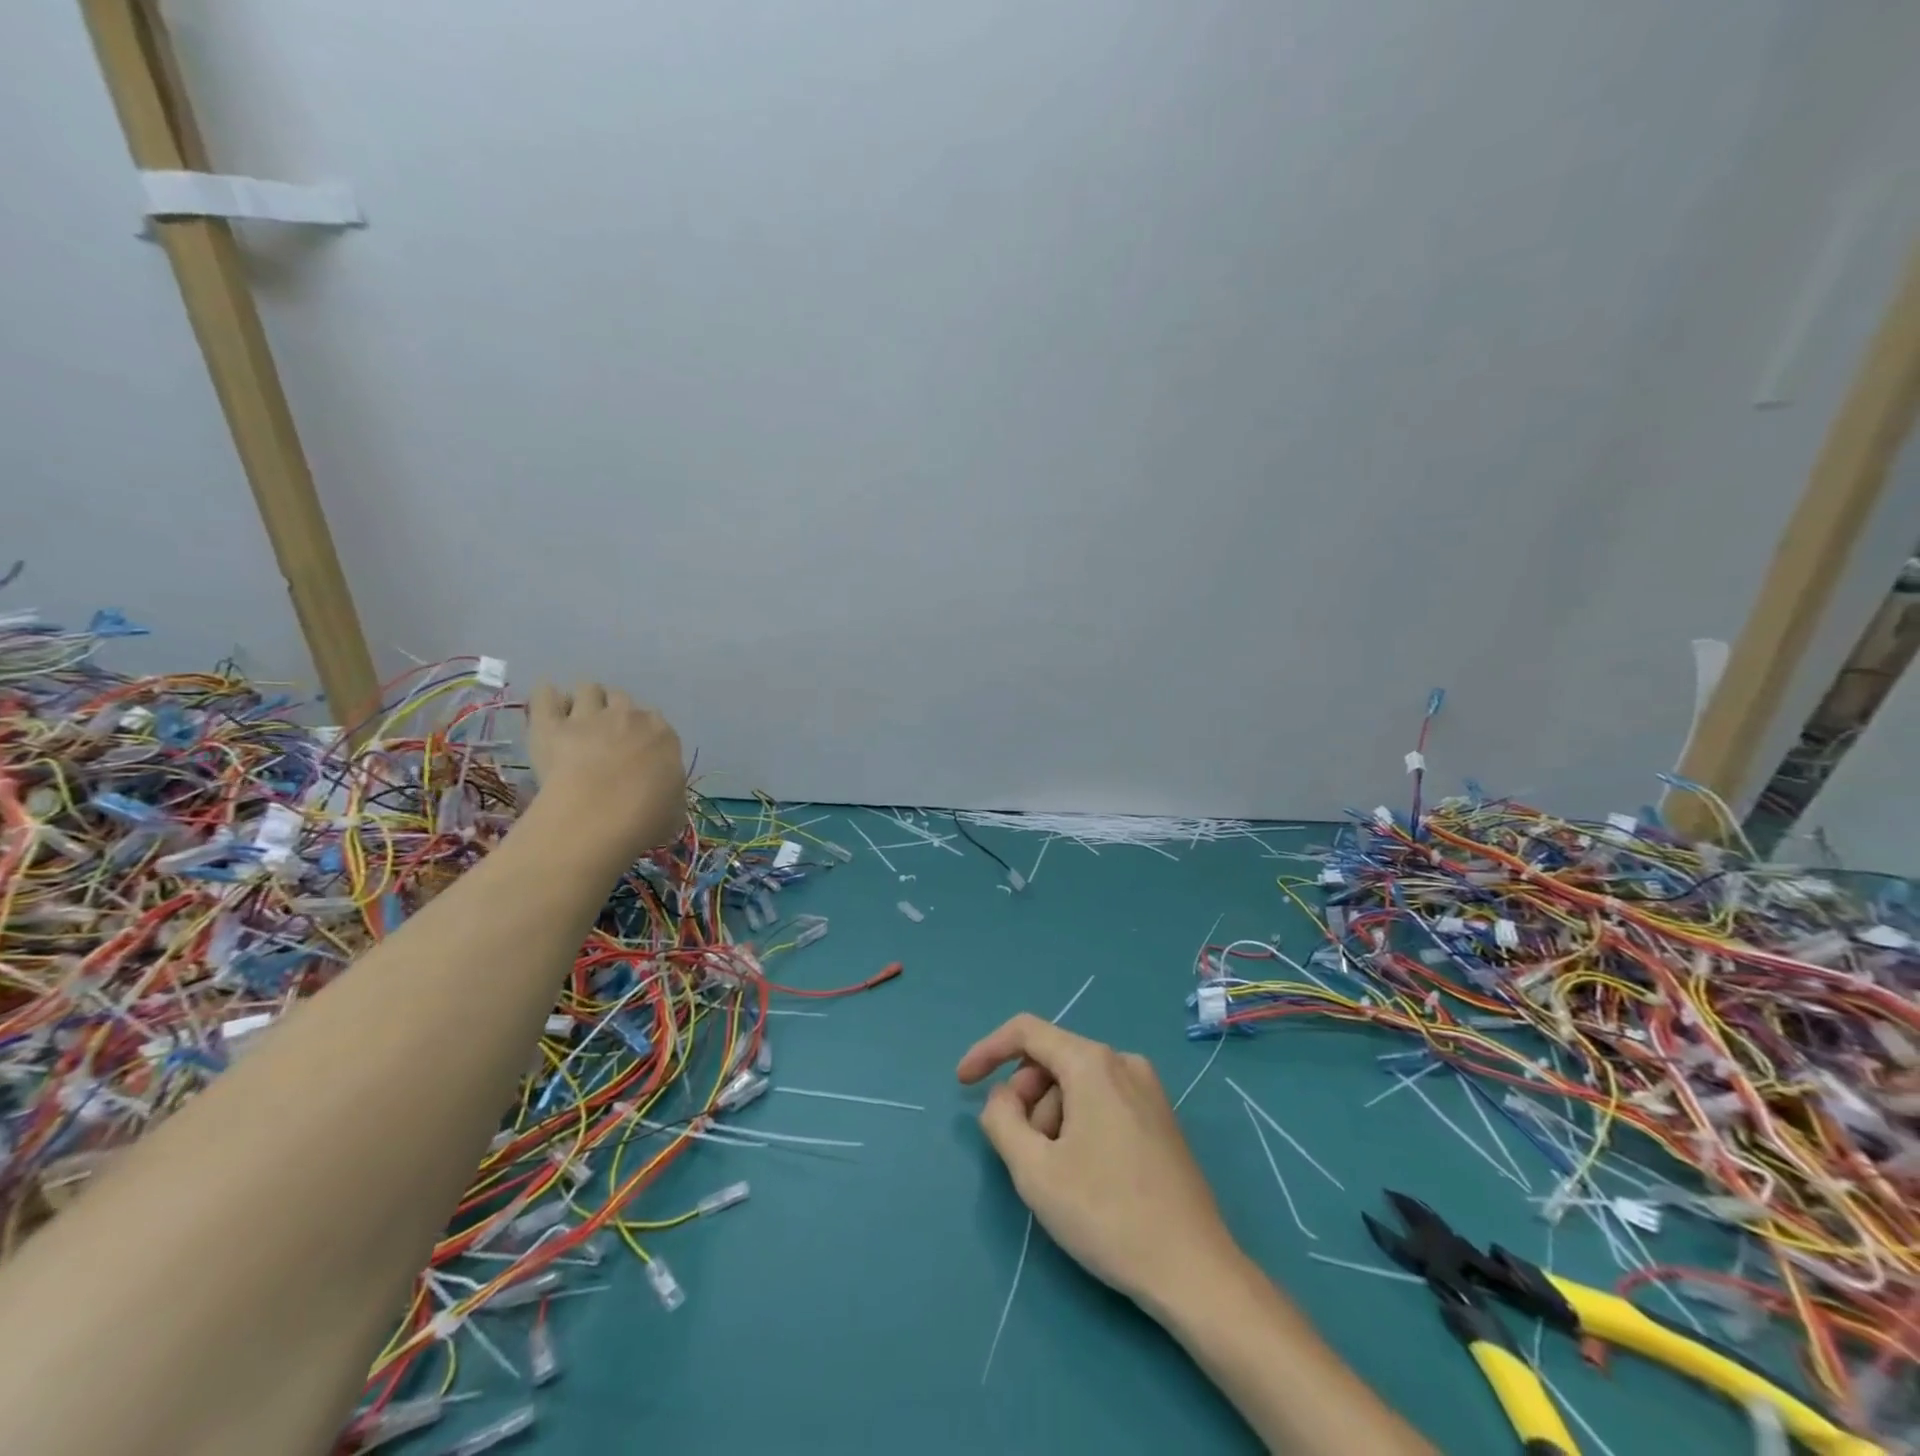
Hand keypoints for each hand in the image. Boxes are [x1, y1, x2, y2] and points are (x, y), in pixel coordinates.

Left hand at [528, 681, 684, 851]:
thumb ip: (669, 791)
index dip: (644, 736)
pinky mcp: (550, 725)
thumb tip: (662, 792)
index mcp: (663, 735)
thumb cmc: (645, 818)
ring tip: (577, 720)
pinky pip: (545, 695)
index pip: (656, 722)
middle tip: (606, 737)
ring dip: (584, 701)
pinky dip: (547, 697)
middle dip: (614, 712)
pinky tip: (547, 706)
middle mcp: (629, 716)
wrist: (598, 818)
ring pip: (588, 688)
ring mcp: (588, 716)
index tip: (637, 754)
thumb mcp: (674, 810)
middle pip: (621, 698)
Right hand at [957, 1014, 1240, 1315]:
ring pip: (1076, 1086)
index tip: (962, 1084)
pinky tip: (1085, 1174)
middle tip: (1022, 1156)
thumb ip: (1001, 1120)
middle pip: (1052, 1062)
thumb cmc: (1107, 1215)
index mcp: (1093, 1062)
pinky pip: (1102, 1102)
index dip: (987, 1051)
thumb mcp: (1035, 1171)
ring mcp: (1148, 1089)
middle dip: (1025, 1101)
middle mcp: (1123, 1061)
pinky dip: (1078, 1125)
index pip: (1026, 1032)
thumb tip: (1001, 1098)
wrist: (1194, 1271)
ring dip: (1052, 1120)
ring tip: (1059, 1176)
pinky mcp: (1161, 1118)